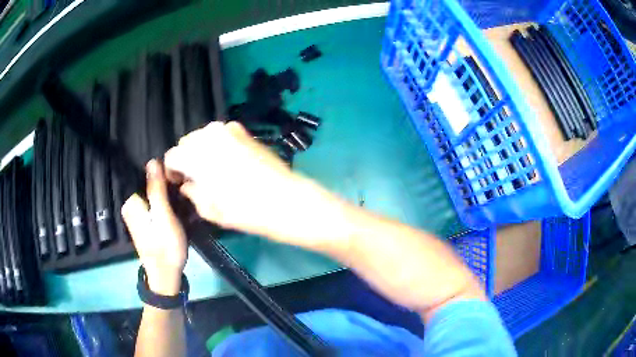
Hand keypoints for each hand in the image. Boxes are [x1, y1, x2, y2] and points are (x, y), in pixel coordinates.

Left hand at [122, 160, 187, 295]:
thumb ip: (156, 189)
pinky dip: (166, 205)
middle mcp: (130, 205)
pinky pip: (155, 205)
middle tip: (184, 196)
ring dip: (168, 196)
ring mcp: (137, 214)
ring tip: (183, 204)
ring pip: (154, 195)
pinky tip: (177, 211)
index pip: (147, 176)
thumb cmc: (165, 247)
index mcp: (132, 202)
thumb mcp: (164, 216)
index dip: (165, 176)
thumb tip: (152, 161)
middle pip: (151, 185)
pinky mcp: (144, 222)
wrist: (166, 276)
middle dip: (167, 187)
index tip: (180, 183)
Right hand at [164, 121, 352, 251]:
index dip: (172, 171)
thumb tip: (186, 183)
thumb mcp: (210, 210)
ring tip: (211, 172)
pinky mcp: (244, 131)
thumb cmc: (245, 210)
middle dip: (186, 159)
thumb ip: (191, 192)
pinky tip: (226, 163)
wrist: (286, 200)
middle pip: (186, 143)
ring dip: (201, 152)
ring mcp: (228, 129)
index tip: (178, 183)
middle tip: (194, 179)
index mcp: (196, 154)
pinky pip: (220, 135)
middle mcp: (209, 134)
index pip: (171, 156)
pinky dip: (217, 146)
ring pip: (203, 137)